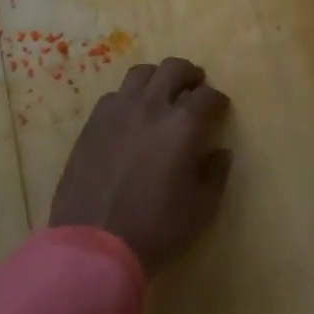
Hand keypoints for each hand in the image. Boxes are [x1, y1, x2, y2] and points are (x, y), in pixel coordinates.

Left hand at [50, 57, 232, 275]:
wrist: (93, 245)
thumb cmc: (155, 228)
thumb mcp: (201, 209)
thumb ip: (216, 175)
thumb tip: (220, 152)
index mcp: (183, 125)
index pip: (208, 96)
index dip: (218, 100)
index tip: (219, 109)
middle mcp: (152, 106)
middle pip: (174, 69)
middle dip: (190, 75)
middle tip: (194, 88)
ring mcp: (118, 111)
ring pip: (142, 73)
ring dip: (157, 78)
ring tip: (161, 94)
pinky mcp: (93, 123)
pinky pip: (115, 95)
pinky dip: (129, 97)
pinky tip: (131, 115)